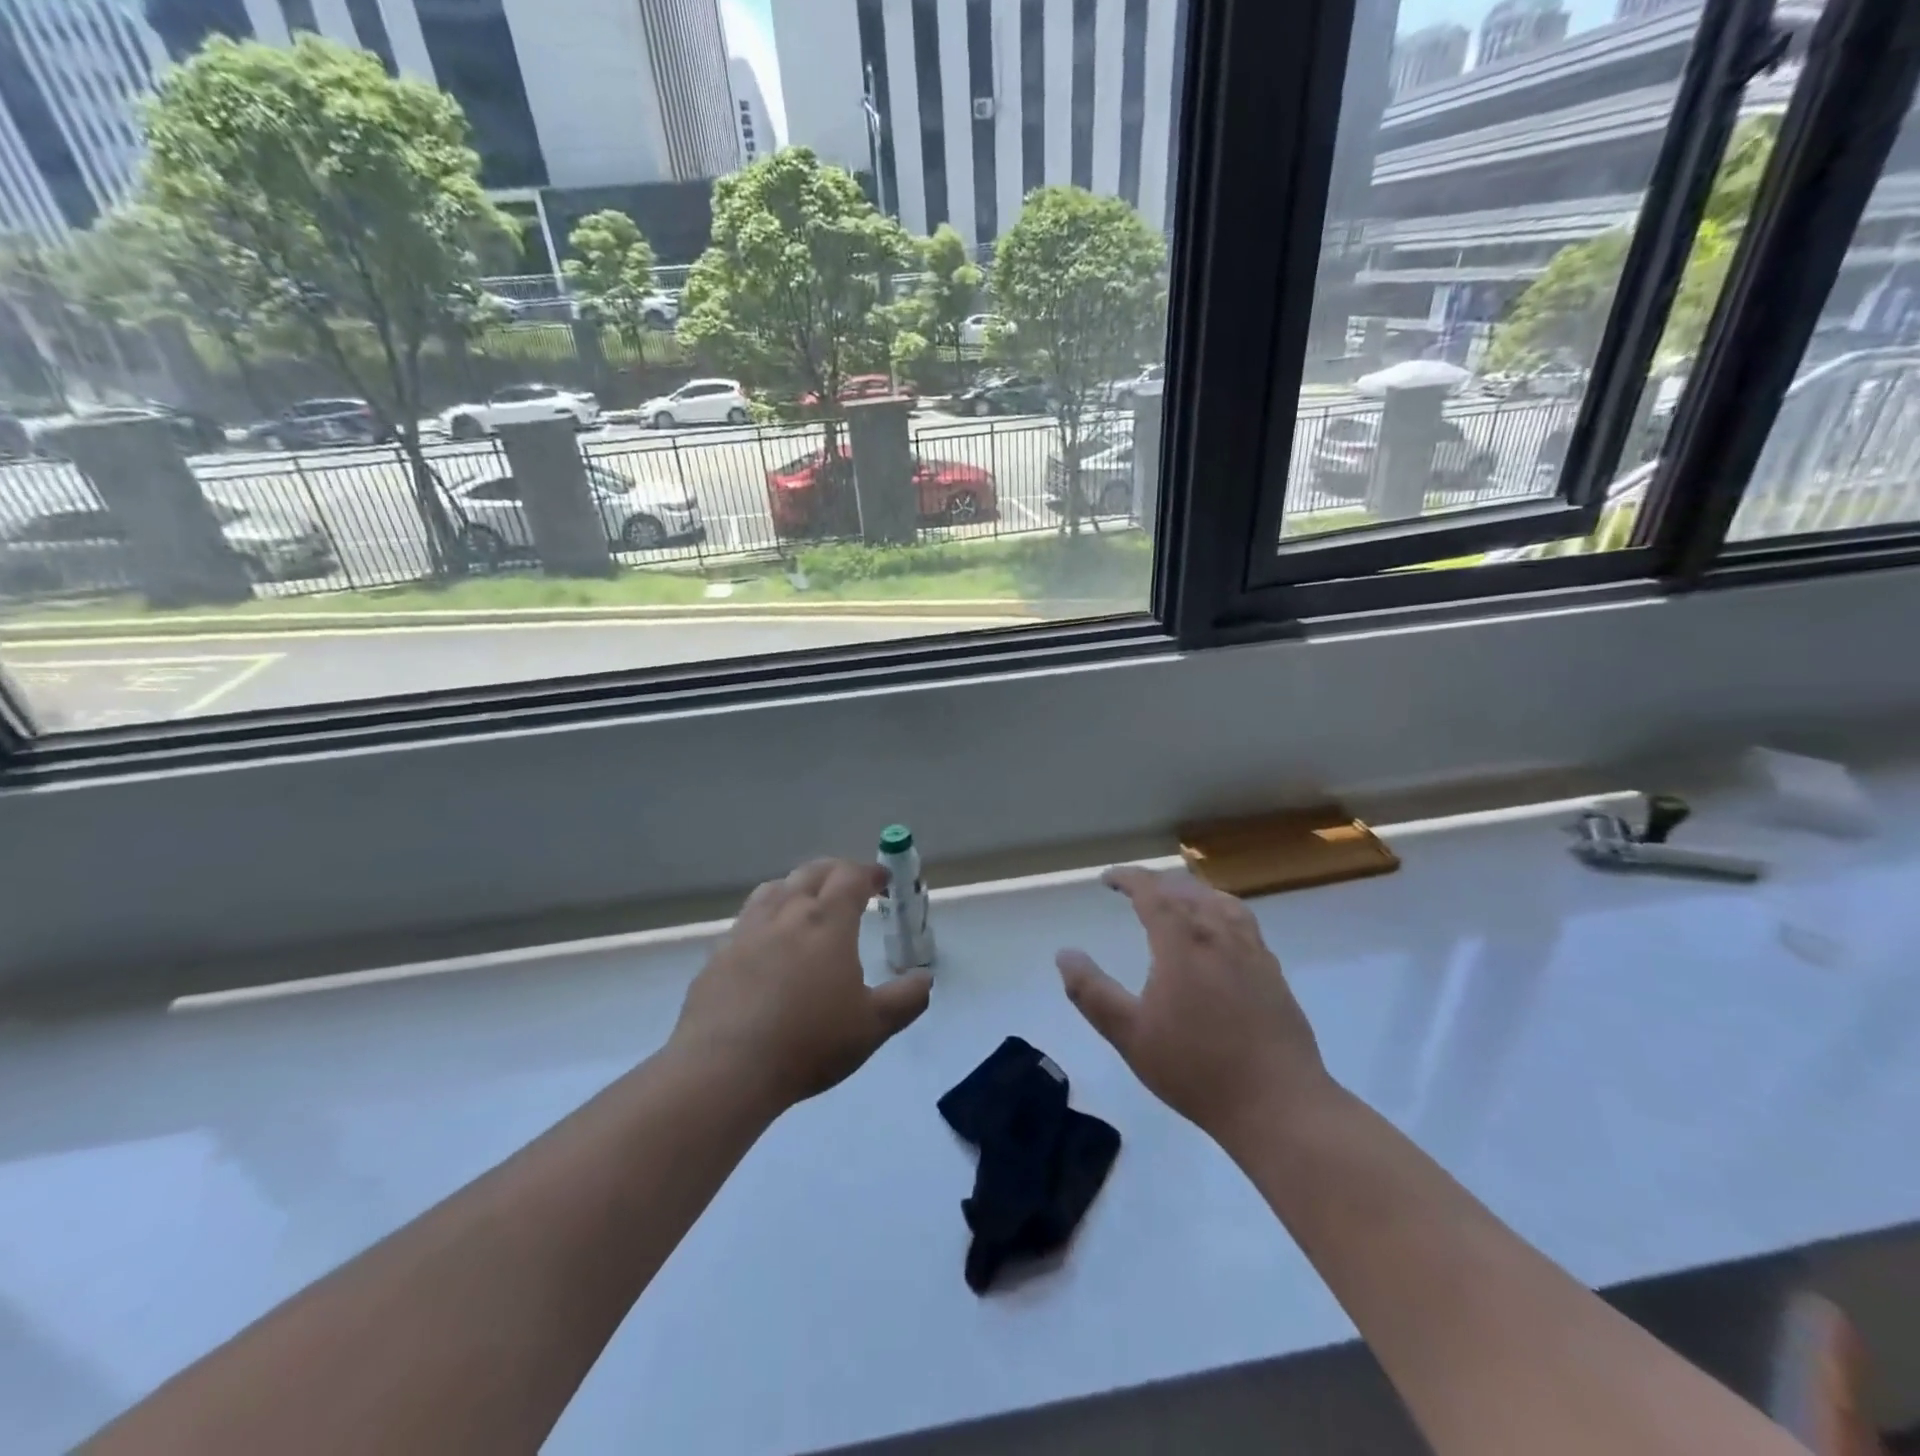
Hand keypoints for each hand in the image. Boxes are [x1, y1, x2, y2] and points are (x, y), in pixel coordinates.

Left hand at [671, 858, 932, 1111]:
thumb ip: (905, 999)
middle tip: (849, 886)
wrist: (725, 1068)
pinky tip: (767, 944)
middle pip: (811, 873)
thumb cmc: (808, 1042)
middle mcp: (786, 913)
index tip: (882, 881)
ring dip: (797, 887)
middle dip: (835, 872)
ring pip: (774, 889)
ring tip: (806, 904)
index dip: (869, 873)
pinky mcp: (718, 955)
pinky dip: (766, 917)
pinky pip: (747, 920)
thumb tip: (924, 979)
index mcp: (827, 921)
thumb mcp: (872, 1027)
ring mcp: (747, 931)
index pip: (850, 876)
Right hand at [1057, 867, 1331, 1146]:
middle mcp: (1218, 934)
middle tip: (1134, 891)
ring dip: (1190, 892)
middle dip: (1156, 883)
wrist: (1277, 1103)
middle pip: (1186, 890)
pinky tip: (1219, 933)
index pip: (1152, 891)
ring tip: (1175, 901)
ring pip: (1219, 900)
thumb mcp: (1129, 1035)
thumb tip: (1065, 954)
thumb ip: (1092, 992)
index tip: (1108, 879)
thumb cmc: (1195, 1069)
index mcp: (1182, 943)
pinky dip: (1220, 910)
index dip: (1128, 878)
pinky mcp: (1272, 971)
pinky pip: (1243, 921)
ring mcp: (1251, 951)